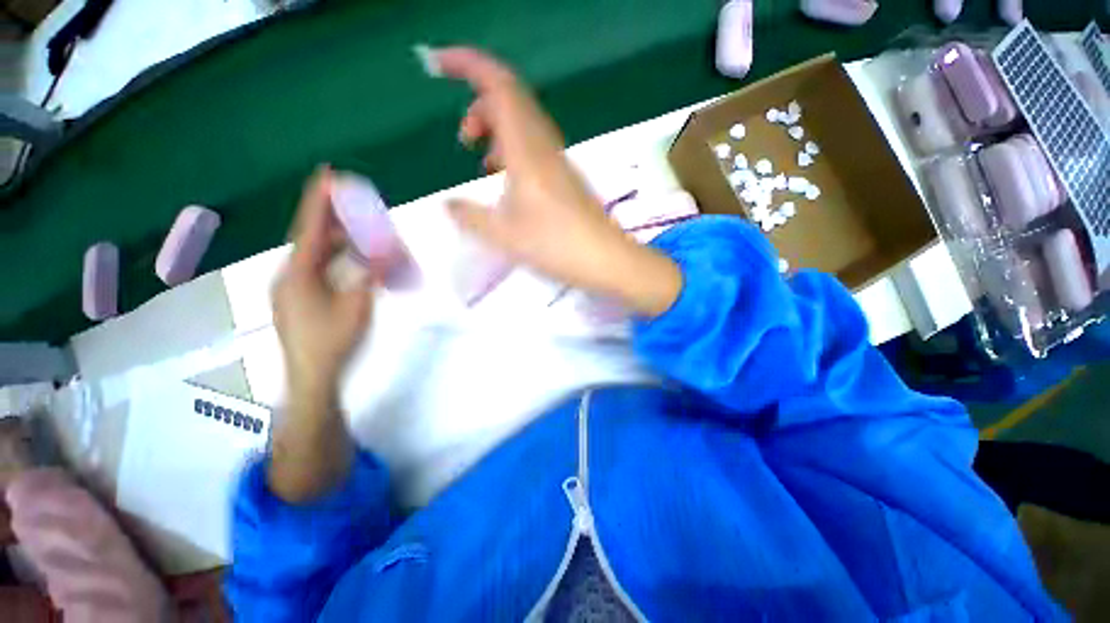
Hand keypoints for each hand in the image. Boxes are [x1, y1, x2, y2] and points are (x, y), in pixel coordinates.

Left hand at [272, 167, 372, 400]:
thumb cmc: (333, 341)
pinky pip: (316, 269)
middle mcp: (289, 274)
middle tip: (355, 203)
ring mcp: (291, 288)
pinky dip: (334, 259)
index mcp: (299, 272)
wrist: (311, 376)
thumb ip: (369, 273)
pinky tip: (350, 261)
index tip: (328, 173)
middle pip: (311, 238)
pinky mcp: (297, 298)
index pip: (310, 228)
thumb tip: (383, 247)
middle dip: (333, 218)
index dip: (319, 200)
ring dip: (337, 242)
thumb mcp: (357, 305)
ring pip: (314, 254)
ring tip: (359, 232)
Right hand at [435, 47, 682, 316]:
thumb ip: (470, 217)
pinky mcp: (566, 178)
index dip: (468, 65)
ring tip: (482, 163)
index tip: (438, 64)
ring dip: (497, 131)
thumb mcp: (503, 235)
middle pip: (511, 100)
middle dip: (480, 107)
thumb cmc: (555, 245)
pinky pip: (535, 147)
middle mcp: (544, 147)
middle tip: (464, 139)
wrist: (605, 259)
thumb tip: (448, 205)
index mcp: (526, 151)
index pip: (499, 87)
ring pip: (523, 125)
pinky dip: (513, 152)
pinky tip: (508, 182)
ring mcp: (559, 162)